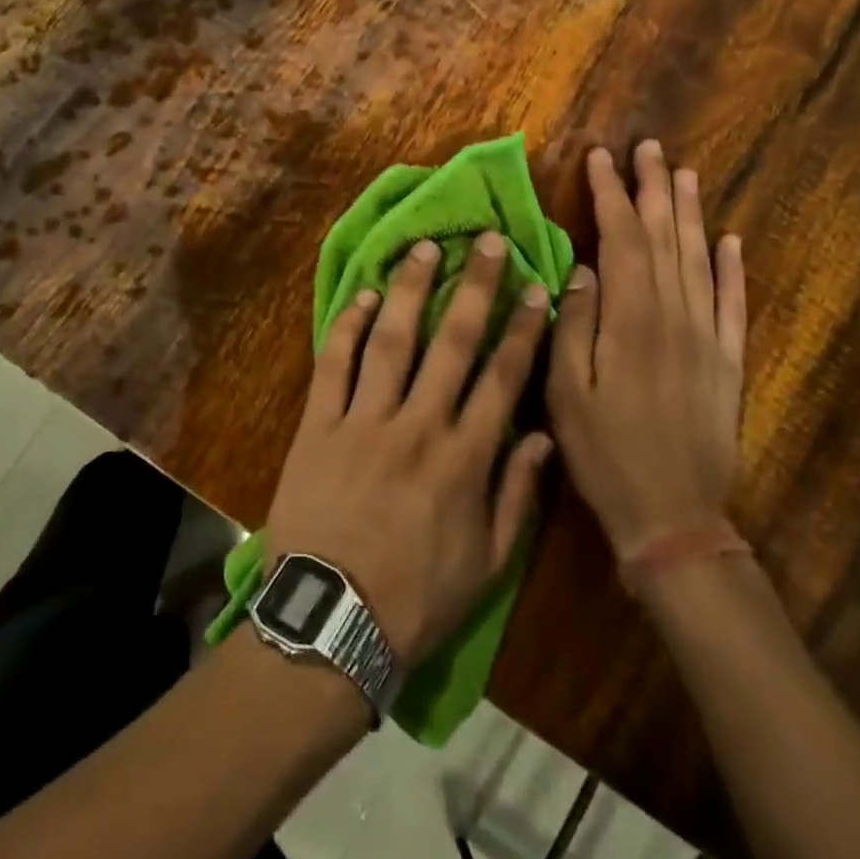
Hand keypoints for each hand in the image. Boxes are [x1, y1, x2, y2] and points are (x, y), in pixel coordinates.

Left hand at [263, 234, 555, 666]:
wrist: (332, 618)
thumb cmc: (417, 597)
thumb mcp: (488, 564)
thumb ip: (516, 495)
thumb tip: (539, 435)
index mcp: (464, 458)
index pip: (502, 378)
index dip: (523, 329)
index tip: (536, 288)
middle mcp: (418, 424)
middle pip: (452, 342)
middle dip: (474, 287)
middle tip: (486, 241)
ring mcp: (364, 420)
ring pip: (393, 340)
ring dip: (411, 290)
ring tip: (425, 248)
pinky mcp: (319, 424)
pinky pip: (335, 364)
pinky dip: (349, 326)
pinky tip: (365, 295)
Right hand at [547, 141, 747, 564]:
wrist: (674, 516)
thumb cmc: (604, 453)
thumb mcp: (566, 392)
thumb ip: (574, 325)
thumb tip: (583, 269)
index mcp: (631, 321)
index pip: (623, 239)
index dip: (610, 196)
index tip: (599, 158)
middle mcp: (676, 317)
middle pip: (666, 237)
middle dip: (653, 188)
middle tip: (647, 147)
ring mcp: (709, 338)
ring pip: (700, 259)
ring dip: (691, 213)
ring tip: (683, 173)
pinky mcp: (729, 362)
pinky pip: (735, 303)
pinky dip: (734, 268)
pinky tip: (731, 240)